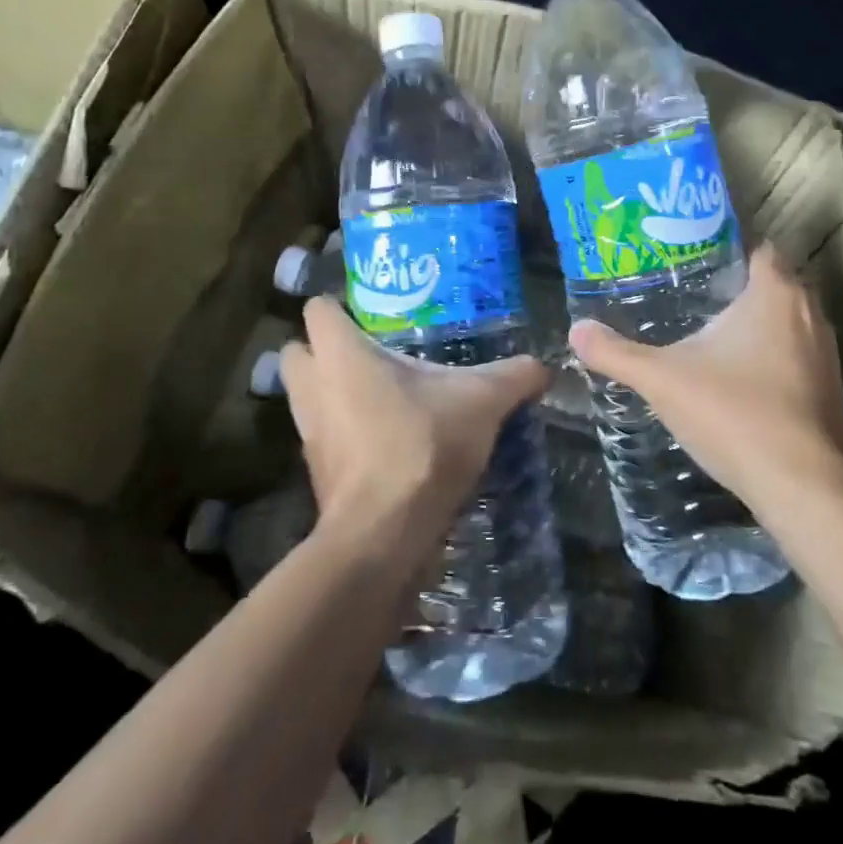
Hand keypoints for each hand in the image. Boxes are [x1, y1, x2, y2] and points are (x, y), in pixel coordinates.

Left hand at [279, 298, 549, 551]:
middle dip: (321, 349)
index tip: (370, 314)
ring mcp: (309, 435)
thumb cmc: (422, 446)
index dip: (338, 307)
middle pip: (296, 352)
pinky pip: (322, 439)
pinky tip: (384, 440)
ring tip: (379, 395)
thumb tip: (545, 366)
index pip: (317, 310)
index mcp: (341, 356)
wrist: (385, 536)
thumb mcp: (482, 402)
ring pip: (304, 397)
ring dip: (330, 393)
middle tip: (368, 352)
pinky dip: (344, 434)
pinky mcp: (317, 474)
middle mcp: (314, 389)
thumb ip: (514, 377)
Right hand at [568, 245, 842, 520]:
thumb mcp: (662, 380)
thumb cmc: (735, 414)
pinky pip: (797, 358)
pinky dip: (772, 359)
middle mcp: (811, 314)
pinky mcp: (832, 393)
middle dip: (736, 288)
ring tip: (709, 335)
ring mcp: (828, 355)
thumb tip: (576, 330)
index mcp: (775, 294)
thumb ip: (617, 353)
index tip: (692, 257)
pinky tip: (739, 380)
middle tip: (689, 294)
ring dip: (757, 326)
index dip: (728, 248)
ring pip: (788, 324)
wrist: (805, 490)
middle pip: (773, 285)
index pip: (759, 249)